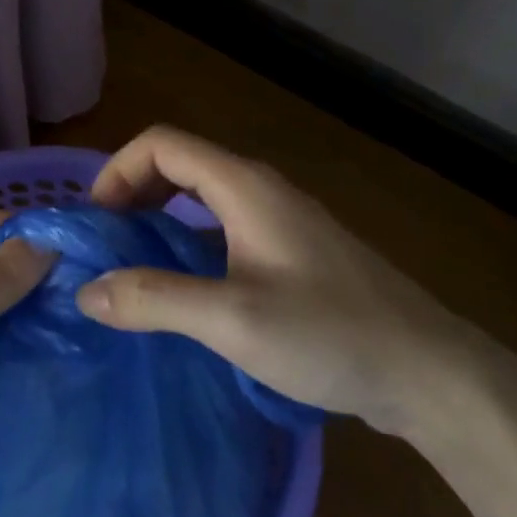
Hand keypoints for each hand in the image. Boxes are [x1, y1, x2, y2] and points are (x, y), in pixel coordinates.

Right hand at [78, 126, 477, 434]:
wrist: (430, 372)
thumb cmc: (331, 335)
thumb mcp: (233, 320)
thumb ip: (155, 300)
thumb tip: (87, 291)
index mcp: (244, 187)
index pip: (162, 144)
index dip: (118, 170)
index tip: (95, 221)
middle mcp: (261, 191)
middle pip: (180, 165)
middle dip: (133, 193)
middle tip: (106, 244)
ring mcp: (281, 221)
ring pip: (202, 199)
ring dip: (159, 219)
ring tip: (133, 267)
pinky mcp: (293, 254)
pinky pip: (224, 229)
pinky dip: (189, 242)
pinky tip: (185, 290)